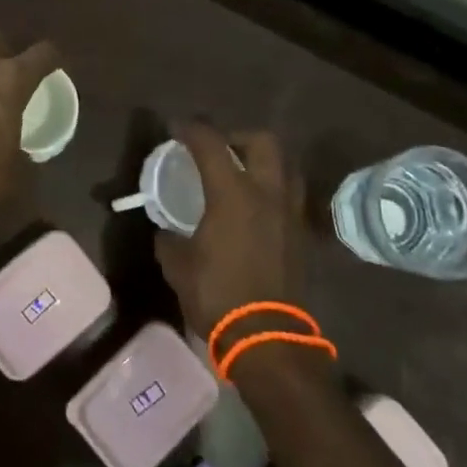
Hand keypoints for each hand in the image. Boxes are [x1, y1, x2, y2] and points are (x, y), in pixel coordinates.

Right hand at [155, 123, 307, 342]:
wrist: (268, 338)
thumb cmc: (218, 296)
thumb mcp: (178, 266)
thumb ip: (169, 240)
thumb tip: (165, 231)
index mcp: (233, 194)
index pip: (211, 144)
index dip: (190, 129)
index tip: (175, 128)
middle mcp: (267, 193)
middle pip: (263, 141)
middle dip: (238, 135)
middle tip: (219, 148)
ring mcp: (290, 213)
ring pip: (285, 165)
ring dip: (263, 160)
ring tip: (241, 173)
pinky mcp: (301, 235)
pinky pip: (290, 195)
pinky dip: (273, 188)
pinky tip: (256, 207)